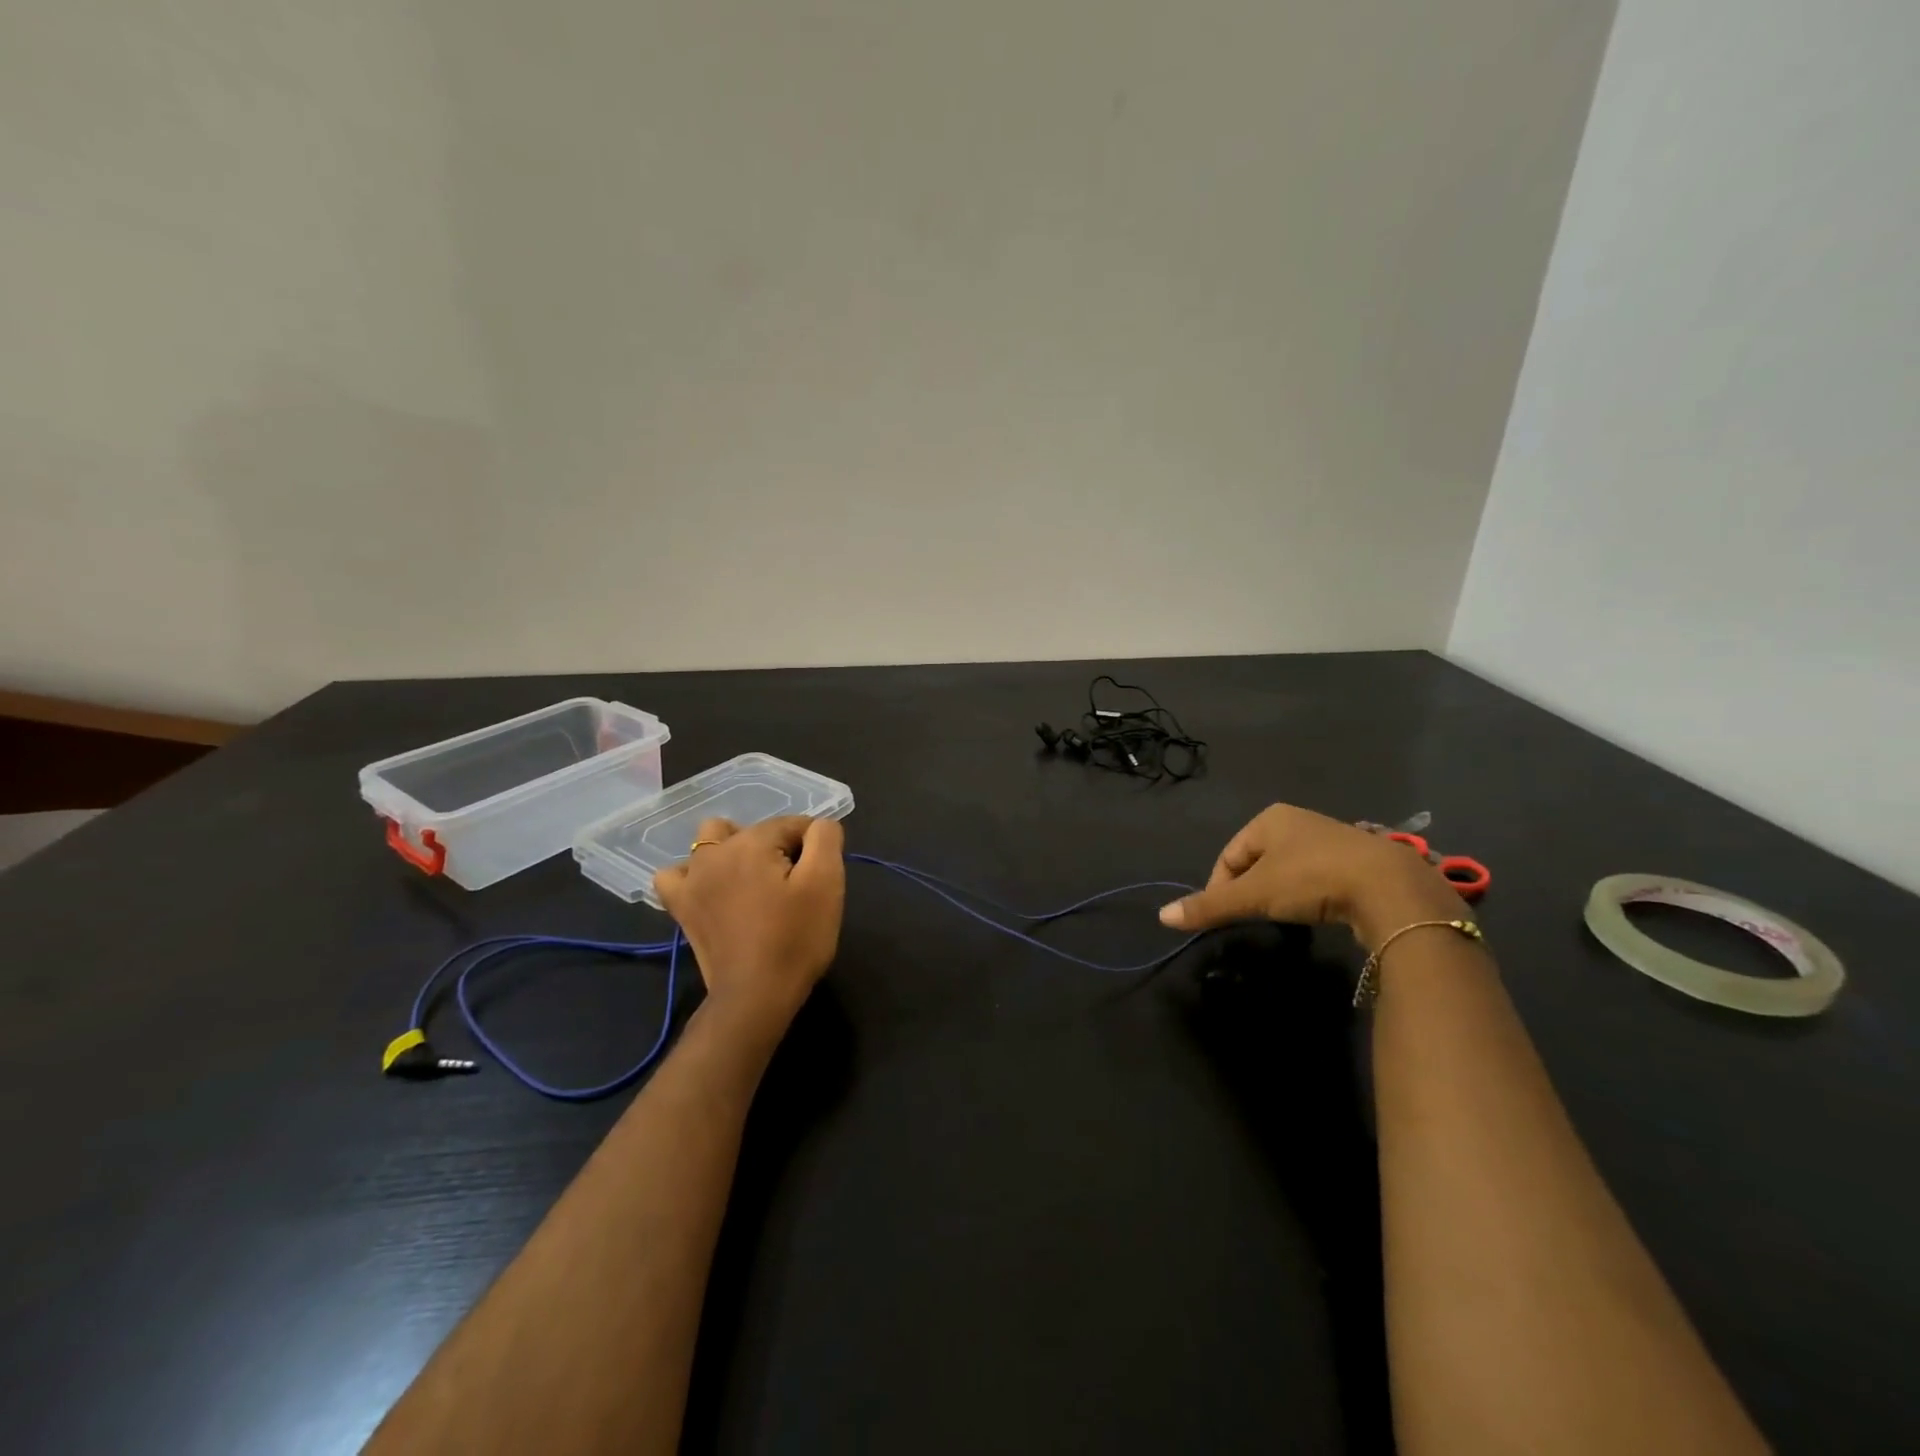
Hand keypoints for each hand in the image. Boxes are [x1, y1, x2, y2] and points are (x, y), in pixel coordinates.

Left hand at [654, 815, 845, 1042]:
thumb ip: (825, 838)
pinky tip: (713, 889)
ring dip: (734, 851)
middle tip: (792, 884)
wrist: (756, 996)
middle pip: (755, 831)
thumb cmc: (796, 938)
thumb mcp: (826, 882)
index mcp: (752, 843)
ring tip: (754, 881)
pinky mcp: (681, 907)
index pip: (792, 824)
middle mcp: (715, 852)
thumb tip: (818, 826)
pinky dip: (694, 875)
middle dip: (777, 847)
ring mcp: (691, 880)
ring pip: (712, 842)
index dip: (813, 846)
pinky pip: (677, 875)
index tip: (820, 877)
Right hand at [1158, 803, 1463, 949]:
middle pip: (1256, 862)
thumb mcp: (1254, 895)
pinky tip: (1316, 912)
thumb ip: (1209, 906)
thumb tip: (1162, 917)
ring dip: (1279, 893)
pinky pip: (1317, 876)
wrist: (1390, 887)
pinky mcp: (1358, 860)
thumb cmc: (1311, 879)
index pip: (1227, 856)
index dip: (1218, 888)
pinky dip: (1308, 895)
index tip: (1224, 918)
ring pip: (1287, 869)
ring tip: (1282, 918)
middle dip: (1249, 890)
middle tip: (1252, 919)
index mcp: (1268, 818)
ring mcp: (1331, 837)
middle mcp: (1298, 820)